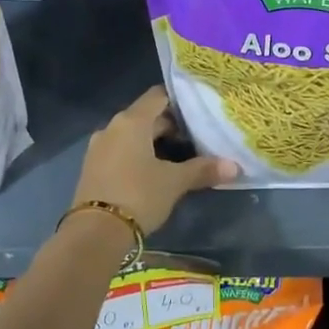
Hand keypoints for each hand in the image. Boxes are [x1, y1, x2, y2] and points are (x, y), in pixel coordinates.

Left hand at [71, 87, 236, 235]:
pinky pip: (121, 151)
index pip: (158, 96)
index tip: (199, 112)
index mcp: (131, 121)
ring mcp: (99, 148)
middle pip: (146, 116)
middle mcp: (112, 127)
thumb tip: (235, 167)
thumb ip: (203, 170)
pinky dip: (138, 155)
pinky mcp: (93, 168)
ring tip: (179, 158)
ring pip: (133, 136)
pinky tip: (154, 173)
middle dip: (171, 126)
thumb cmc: (138, 195)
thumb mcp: (174, 182)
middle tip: (196, 139)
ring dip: (154, 143)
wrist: (95, 232)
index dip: (179, 101)